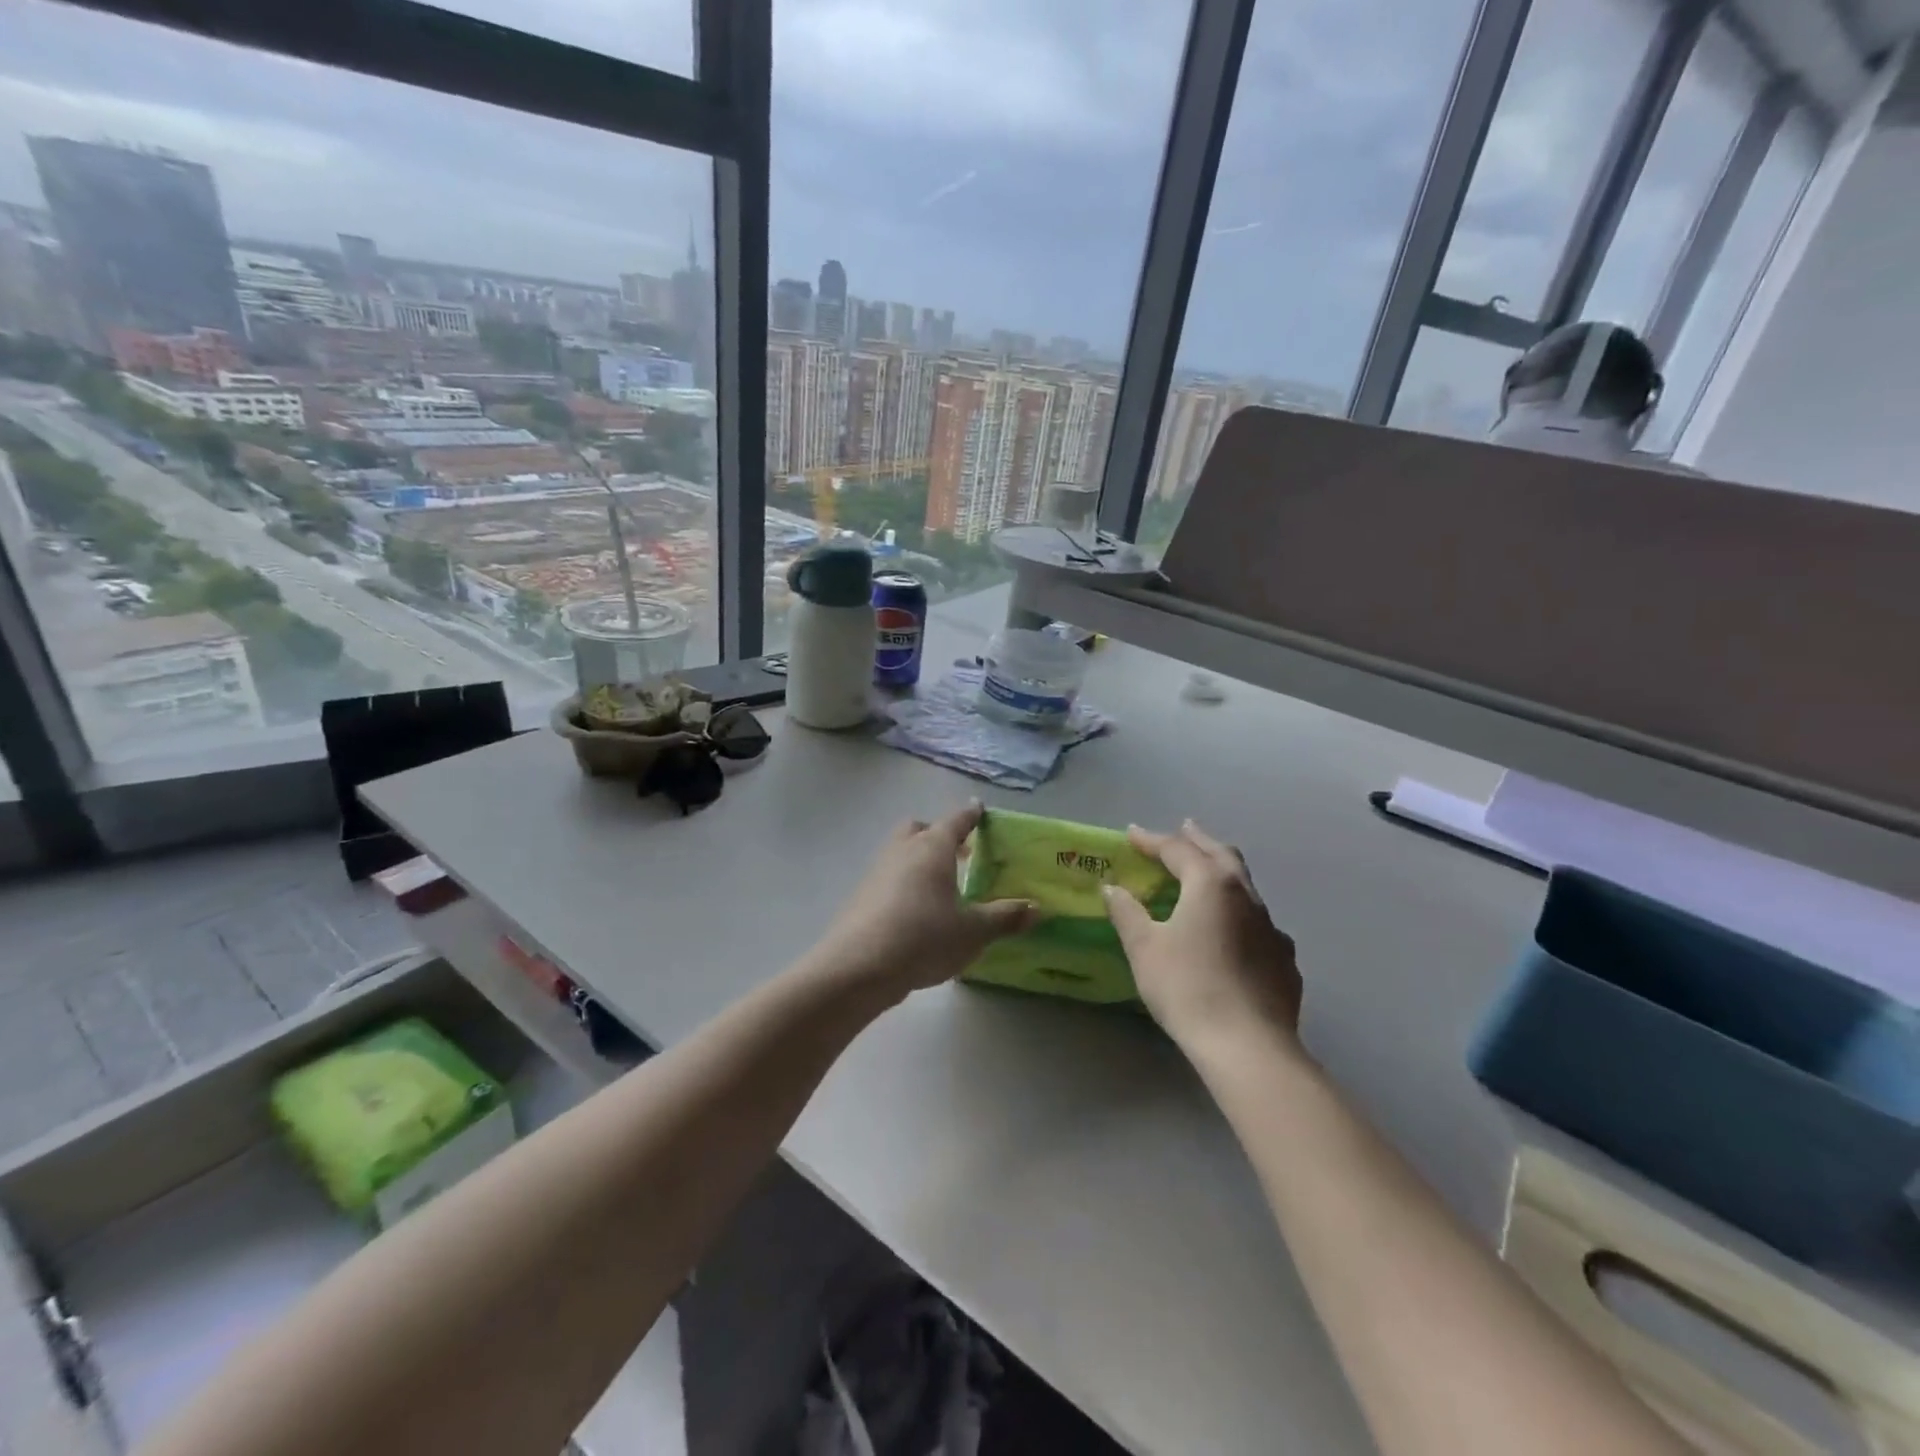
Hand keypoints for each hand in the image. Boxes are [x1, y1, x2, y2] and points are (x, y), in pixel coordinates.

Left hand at [812, 803, 1036, 999]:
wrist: (858, 967)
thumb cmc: (923, 937)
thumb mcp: (973, 931)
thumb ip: (1004, 917)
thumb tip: (1037, 908)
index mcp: (932, 848)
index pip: (955, 821)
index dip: (970, 816)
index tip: (979, 809)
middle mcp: (903, 851)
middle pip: (919, 829)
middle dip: (938, 835)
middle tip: (961, 854)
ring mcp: (877, 872)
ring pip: (901, 853)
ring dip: (920, 861)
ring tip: (943, 887)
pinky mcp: (861, 897)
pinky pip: (889, 878)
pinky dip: (905, 884)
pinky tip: (917, 913)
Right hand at [1103, 820, 1302, 1049]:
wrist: (1248, 1046)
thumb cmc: (1187, 987)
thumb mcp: (1144, 948)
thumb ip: (1127, 913)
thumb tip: (1113, 889)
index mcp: (1211, 885)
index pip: (1178, 850)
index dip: (1152, 840)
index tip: (1131, 835)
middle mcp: (1246, 896)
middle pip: (1222, 855)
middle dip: (1199, 840)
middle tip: (1184, 828)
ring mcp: (1272, 928)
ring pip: (1246, 887)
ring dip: (1223, 873)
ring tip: (1207, 877)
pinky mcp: (1285, 959)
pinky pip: (1260, 923)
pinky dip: (1241, 914)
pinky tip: (1235, 932)